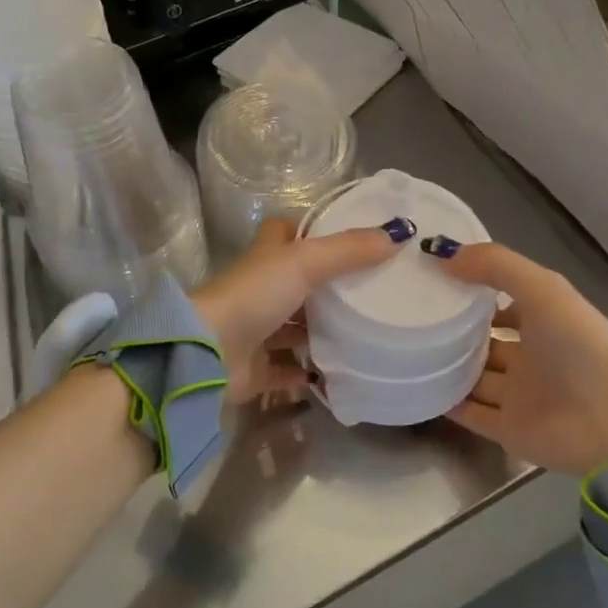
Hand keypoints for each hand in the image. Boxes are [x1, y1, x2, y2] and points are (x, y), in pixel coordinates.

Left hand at [193, 215, 406, 400]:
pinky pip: (287, 371)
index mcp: (266, 257)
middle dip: (328, 287)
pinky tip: (339, 375)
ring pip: (293, 327)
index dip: (312, 232)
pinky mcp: (256, 368)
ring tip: (365, 333)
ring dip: (320, 330)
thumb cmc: (254, 295)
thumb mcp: (305, 262)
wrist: (209, 354)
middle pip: (296, 283)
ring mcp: (256, 330)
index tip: (352, 239)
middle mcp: (260, 290)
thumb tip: (399, 233)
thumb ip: (349, 250)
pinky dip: (308, 373)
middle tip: (372, 292)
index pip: (288, 234)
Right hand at [428, 240, 607, 474]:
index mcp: (548, 322)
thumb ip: (496, 266)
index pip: (505, 301)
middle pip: (486, 339)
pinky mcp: (508, 429)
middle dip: (455, 328)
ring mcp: (520, 395)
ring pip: (475, 375)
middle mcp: (533, 356)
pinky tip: (414, 384)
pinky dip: (445, 401)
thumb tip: (442, 254)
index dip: (474, 288)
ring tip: (403, 346)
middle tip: (410, 313)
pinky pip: (469, 412)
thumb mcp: (544, 291)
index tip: (433, 278)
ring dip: (446, 363)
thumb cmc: (583, 350)